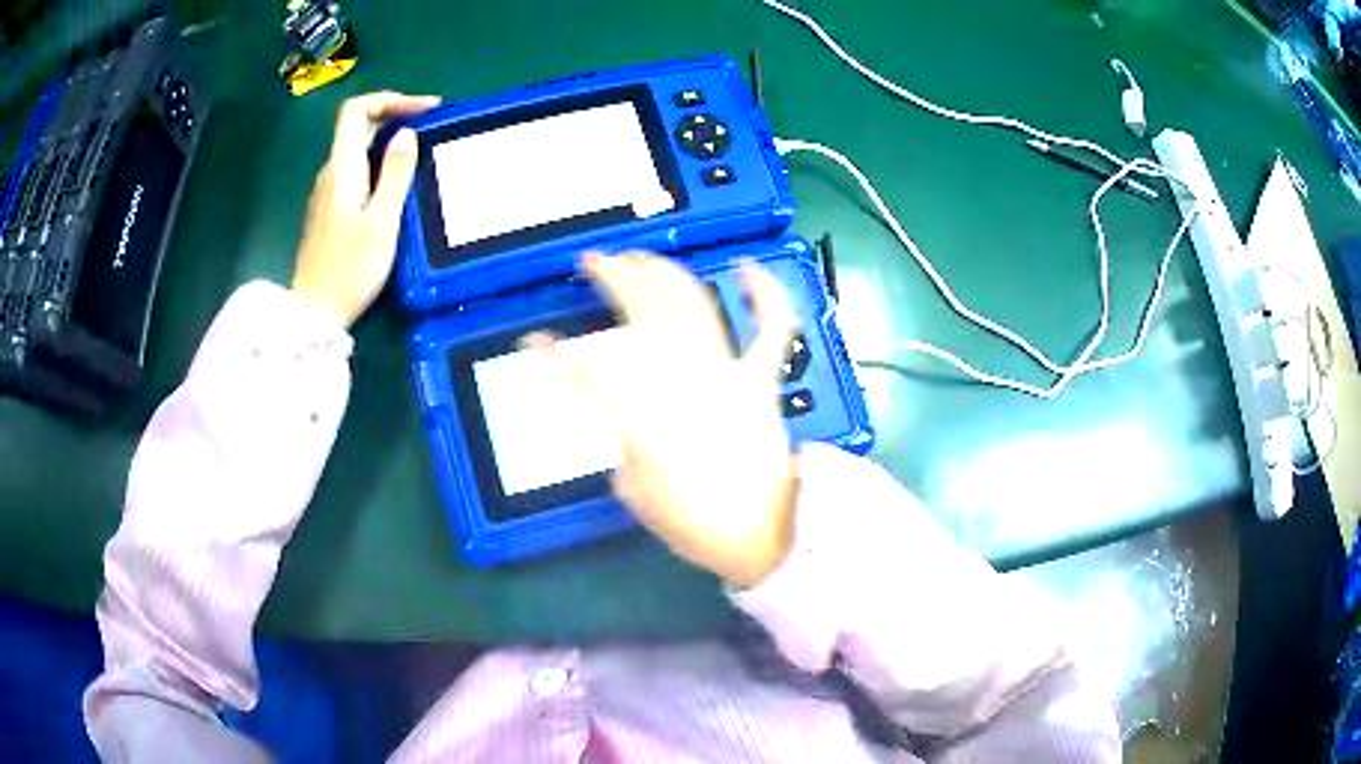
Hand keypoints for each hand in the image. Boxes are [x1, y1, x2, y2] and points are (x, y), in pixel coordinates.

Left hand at [292, 91, 439, 326]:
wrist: (314, 314)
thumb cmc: (349, 270)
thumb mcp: (382, 222)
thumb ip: (396, 174)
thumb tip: (407, 134)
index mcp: (342, 169)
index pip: (356, 111)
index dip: (390, 99)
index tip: (425, 109)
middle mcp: (330, 173)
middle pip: (357, 126)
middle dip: (395, 115)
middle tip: (432, 125)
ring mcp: (327, 193)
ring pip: (357, 149)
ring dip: (388, 139)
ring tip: (421, 150)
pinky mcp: (330, 211)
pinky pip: (356, 171)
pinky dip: (379, 162)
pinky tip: (397, 181)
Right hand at [529, 253, 799, 588]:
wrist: (769, 535)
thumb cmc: (699, 524)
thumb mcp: (637, 493)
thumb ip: (617, 442)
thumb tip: (610, 405)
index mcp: (652, 425)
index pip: (593, 375)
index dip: (557, 356)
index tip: (533, 340)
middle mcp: (690, 388)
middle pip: (646, 317)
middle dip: (614, 280)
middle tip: (591, 263)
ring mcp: (732, 378)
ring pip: (695, 307)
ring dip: (664, 274)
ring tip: (638, 257)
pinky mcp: (763, 380)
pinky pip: (772, 329)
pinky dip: (765, 295)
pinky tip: (748, 267)